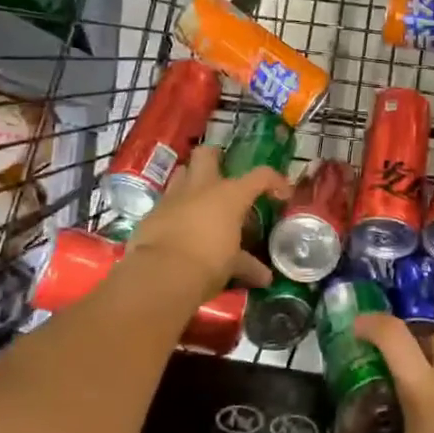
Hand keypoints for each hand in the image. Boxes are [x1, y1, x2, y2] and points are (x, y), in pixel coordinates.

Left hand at [125, 144, 290, 296]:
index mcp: (230, 195)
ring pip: (182, 172)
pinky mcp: (152, 213)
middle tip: (223, 176)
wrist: (162, 274)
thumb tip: (265, 278)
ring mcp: (173, 197)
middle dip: (215, 158)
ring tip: (200, 200)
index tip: (281, 195)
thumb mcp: (233, 266)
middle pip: (207, 154)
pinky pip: (166, 202)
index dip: (275, 182)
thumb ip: (248, 265)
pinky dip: (175, 210)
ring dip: (191, 181)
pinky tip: (180, 227)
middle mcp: (201, 188)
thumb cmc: (208, 263)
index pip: (261, 175)